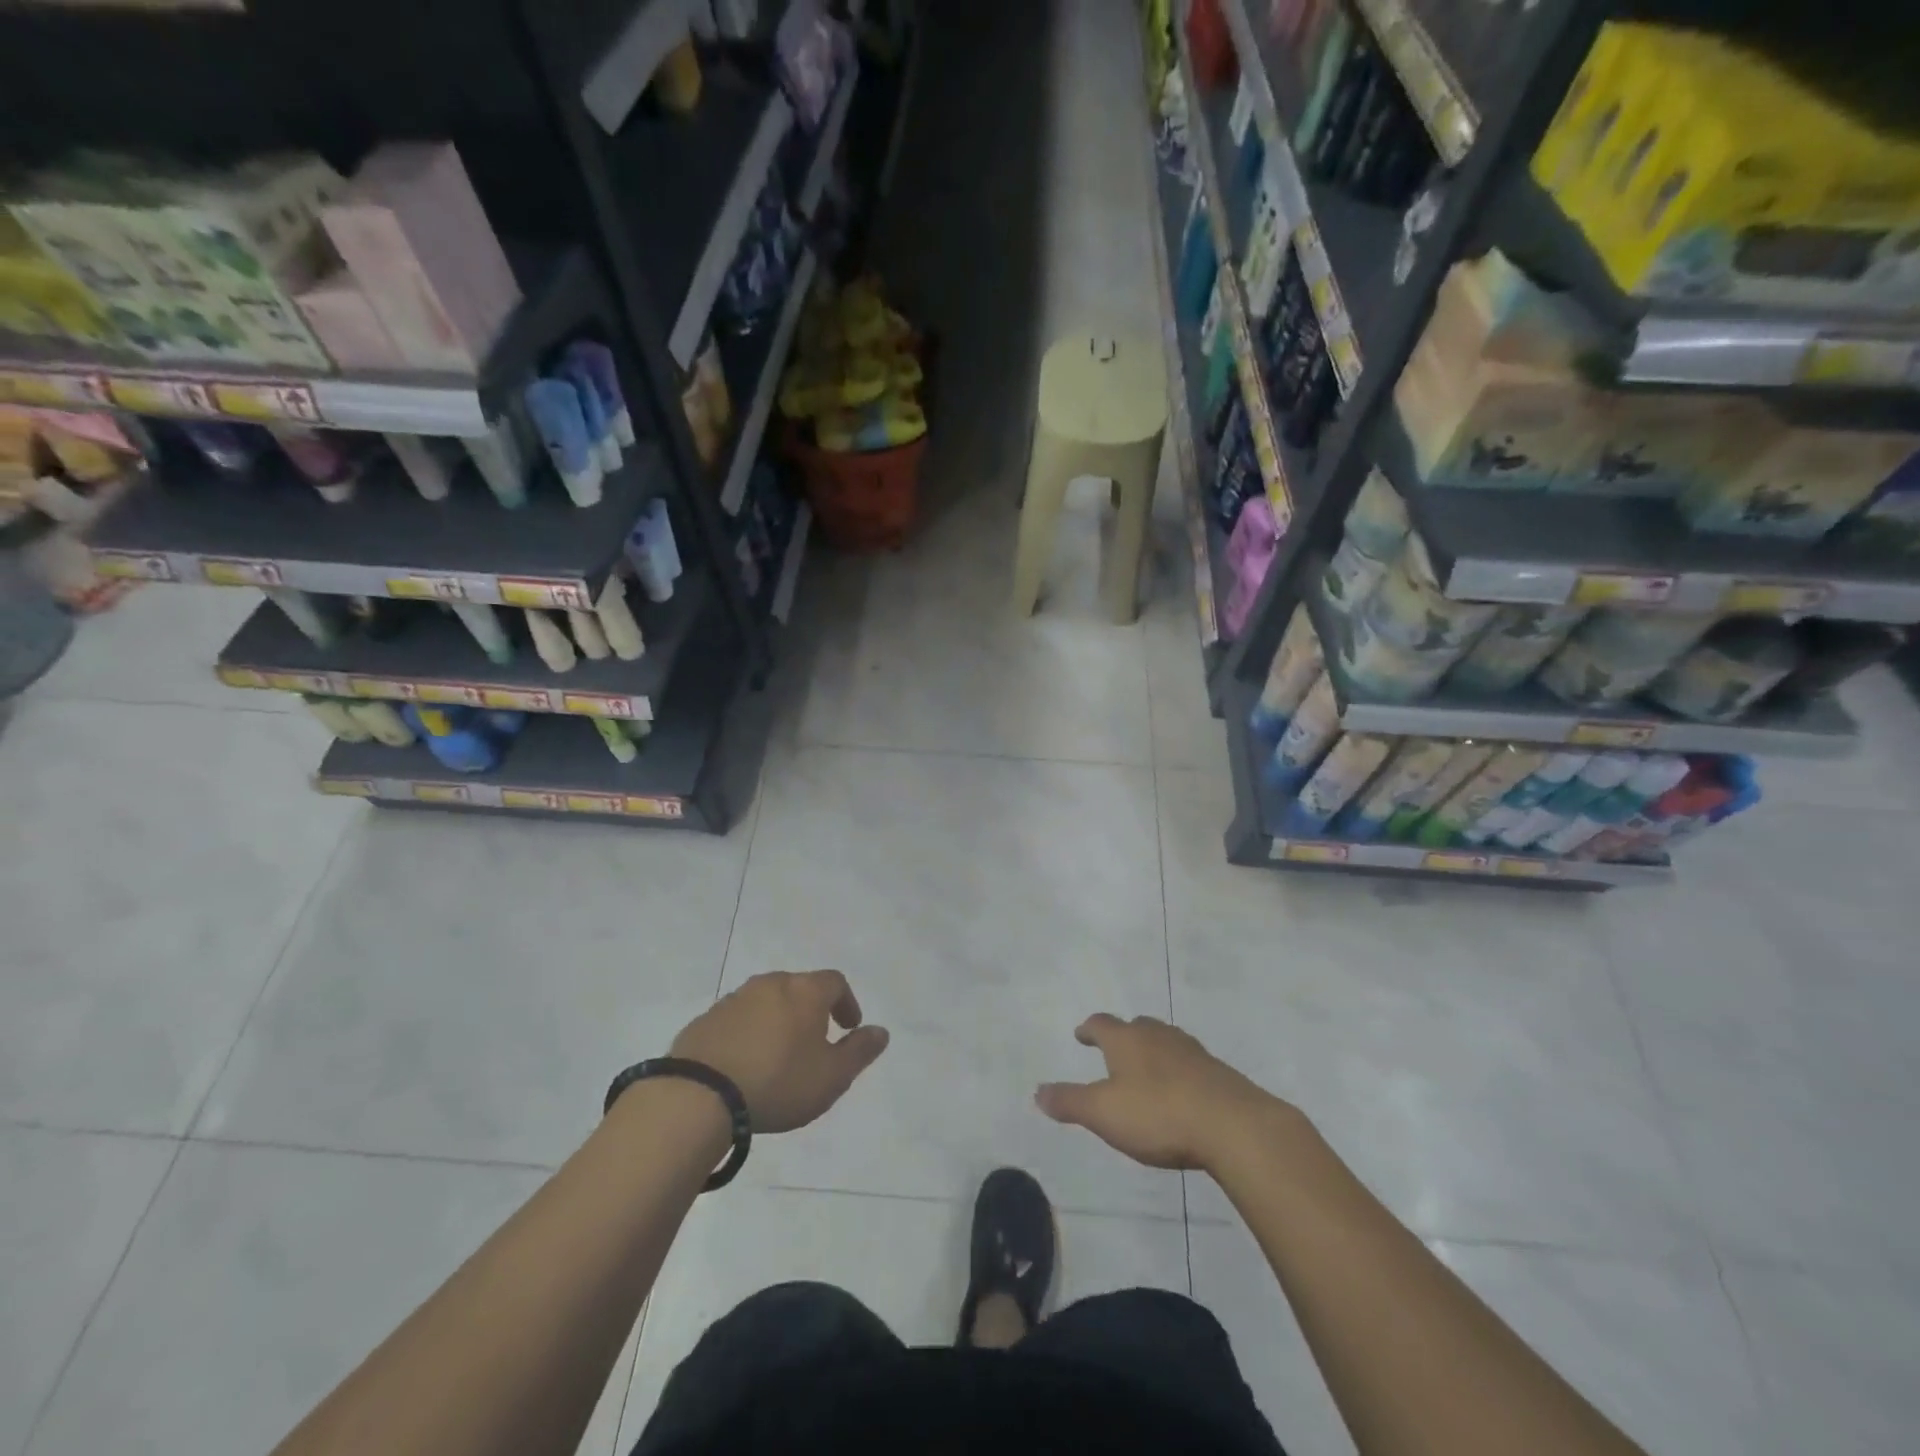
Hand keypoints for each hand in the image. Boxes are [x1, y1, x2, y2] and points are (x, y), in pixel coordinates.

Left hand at [671, 970, 888, 1133]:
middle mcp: (771, 984)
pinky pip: (737, 1020)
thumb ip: (859, 1052)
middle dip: (811, 1010)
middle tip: (814, 1041)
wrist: (699, 1095)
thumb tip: (881, 1031)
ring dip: (777, 1021)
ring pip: (766, 1002)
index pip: (835, 982)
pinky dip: (748, 1033)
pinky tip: (745, 1064)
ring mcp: (734, 999)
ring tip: (778, 1056)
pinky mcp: (705, 1020)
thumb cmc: (778, 1082)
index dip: (846, 1002)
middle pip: (799, 988)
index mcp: (805, 991)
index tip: (849, 1027)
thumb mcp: (831, 1076)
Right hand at [1036, 1014, 1291, 1170]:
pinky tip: (1180, 1091)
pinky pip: (1189, 1063)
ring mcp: (1191, 1051)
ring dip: (1152, 1051)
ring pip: (1165, 1041)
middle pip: (1136, 1026)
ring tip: (1146, 1068)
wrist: (1232, 1125)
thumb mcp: (1103, 1113)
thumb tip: (1038, 1091)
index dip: (1089, 1029)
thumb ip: (1070, 1102)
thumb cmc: (1158, 1114)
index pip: (1101, 1024)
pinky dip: (1178, 1071)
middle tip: (1114, 1048)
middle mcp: (1158, 1036)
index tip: (1082, 1033)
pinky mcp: (1218, 1073)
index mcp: (1126, 1040)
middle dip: (1123, 1035)